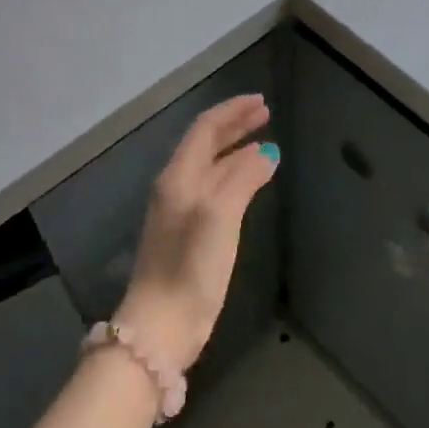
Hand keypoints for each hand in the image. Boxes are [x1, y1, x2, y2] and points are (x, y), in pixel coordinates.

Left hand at [116, 95, 278, 371]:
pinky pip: (215, 191)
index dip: (232, 111)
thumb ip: (243, 178)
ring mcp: (181, 212)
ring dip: (236, 151)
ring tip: (264, 143)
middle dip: (235, 126)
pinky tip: (250, 183)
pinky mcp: (189, 236)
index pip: (205, 129)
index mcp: (178, 177)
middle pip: (206, 145)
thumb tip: (267, 152)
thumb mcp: (220, 215)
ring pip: (211, 168)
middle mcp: (176, 188)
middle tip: (265, 114)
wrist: (161, 325)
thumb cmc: (190, 266)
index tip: (262, 102)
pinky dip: (235, 177)